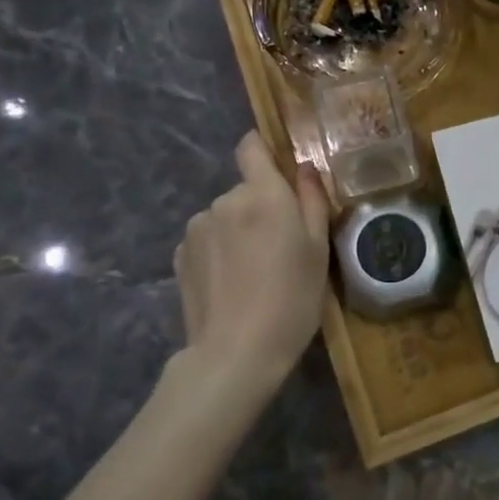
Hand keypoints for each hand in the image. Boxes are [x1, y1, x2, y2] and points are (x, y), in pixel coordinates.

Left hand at [173, 132, 331, 386]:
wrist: (236, 352)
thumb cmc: (291, 298)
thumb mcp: (318, 249)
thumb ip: (312, 200)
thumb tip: (304, 168)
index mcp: (262, 194)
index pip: (251, 146)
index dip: (264, 150)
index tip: (280, 173)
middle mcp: (224, 200)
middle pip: (245, 189)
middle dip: (261, 207)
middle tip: (281, 246)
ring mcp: (197, 228)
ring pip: (225, 216)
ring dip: (238, 230)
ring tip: (254, 271)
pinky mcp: (180, 256)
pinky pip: (207, 240)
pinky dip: (219, 252)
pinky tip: (231, 284)